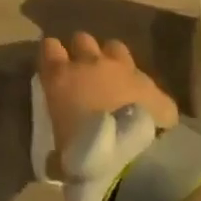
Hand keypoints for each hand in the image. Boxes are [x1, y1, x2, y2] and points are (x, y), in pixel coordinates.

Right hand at [37, 33, 177, 177]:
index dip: (51, 54)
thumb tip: (55, 161)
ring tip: (114, 79)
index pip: (49, 48)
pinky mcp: (152, 84)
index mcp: (60, 77)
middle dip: (82, 51)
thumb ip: (57, 153)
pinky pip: (144, 78)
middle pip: (82, 40)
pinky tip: (144, 104)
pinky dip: (141, 88)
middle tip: (84, 70)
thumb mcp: (61, 157)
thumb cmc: (84, 156)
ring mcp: (124, 70)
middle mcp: (90, 64)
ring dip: (112, 59)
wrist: (133, 161)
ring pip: (115, 48)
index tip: (53, 65)